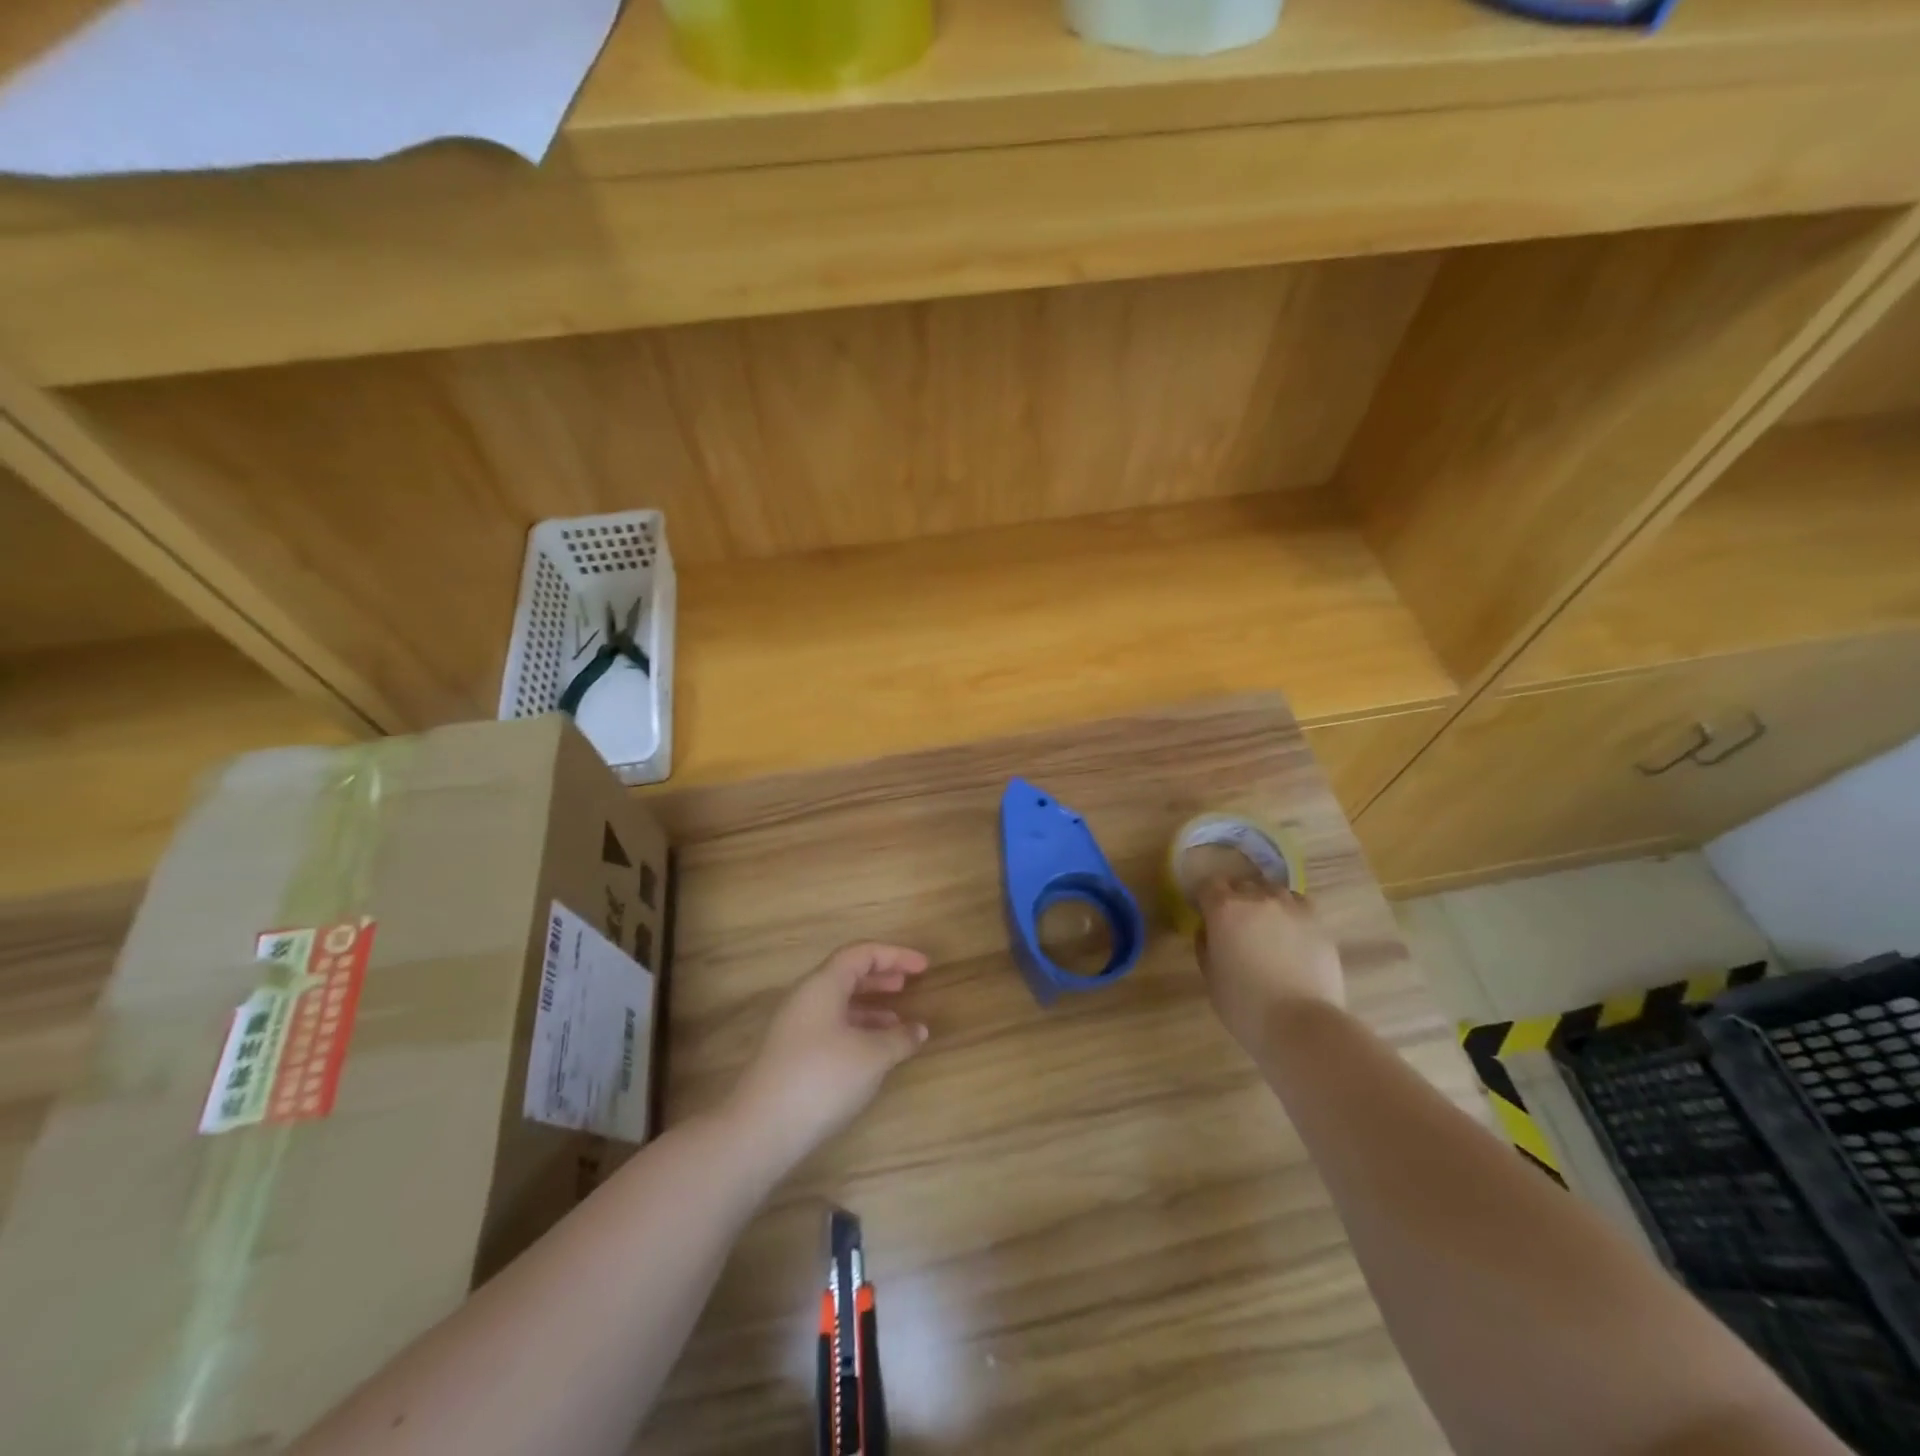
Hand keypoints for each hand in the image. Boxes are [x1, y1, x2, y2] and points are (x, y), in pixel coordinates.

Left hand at [725, 943, 930, 1164]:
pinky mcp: (791, 1054)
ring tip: (897, 1021)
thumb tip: (918, 1029)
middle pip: (847, 974)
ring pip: (838, 1003)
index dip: (895, 955)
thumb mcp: (872, 1056)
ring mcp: (794, 1026)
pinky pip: (831, 1026)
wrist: (760, 1129)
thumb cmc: (822, 1078)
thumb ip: (899, 1038)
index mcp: (823, 984)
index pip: (861, 954)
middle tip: (908, 984)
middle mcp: (806, 997)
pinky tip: (873, 1051)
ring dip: (870, 1006)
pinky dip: (857, 1029)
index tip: (924, 966)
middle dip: (880, 977)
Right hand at [1196, 878, 1344, 1055]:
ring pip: (1273, 891)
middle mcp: (1257, 898)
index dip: (1206, 899)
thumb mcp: (1210, 977)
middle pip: (1242, 885)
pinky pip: (1300, 905)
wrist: (1301, 1024)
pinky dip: (1292, 913)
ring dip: (1265, 903)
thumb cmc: (1244, 1005)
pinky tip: (1292, 934)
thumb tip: (1209, 931)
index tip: (1206, 916)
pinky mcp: (1318, 923)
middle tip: (1236, 926)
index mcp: (1224, 909)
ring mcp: (1291, 908)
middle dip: (1235, 899)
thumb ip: (1206, 945)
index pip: (1209, 886)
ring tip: (1267, 927)